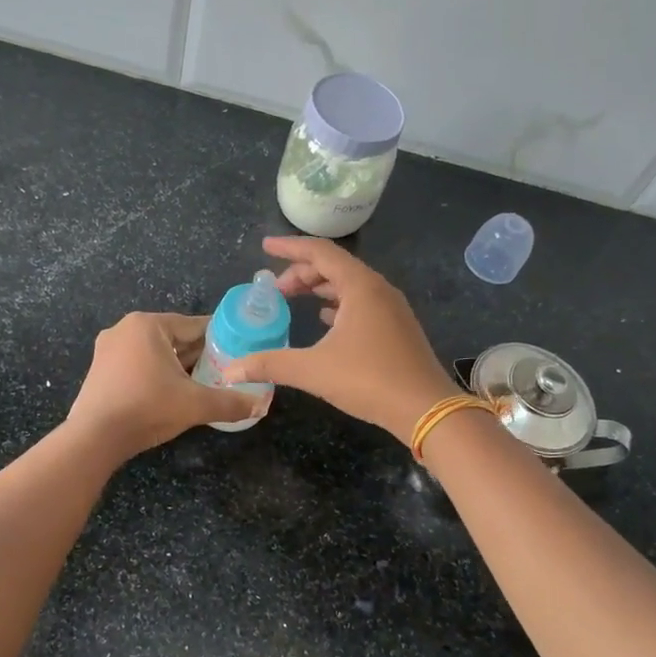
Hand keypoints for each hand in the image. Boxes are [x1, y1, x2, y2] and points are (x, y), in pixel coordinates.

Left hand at [66, 312, 263, 460]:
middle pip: (175, 338)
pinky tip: (172, 393)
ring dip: (178, 366)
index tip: (240, 353)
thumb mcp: (195, 405)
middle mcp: (125, 328)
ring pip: (156, 352)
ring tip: (203, 383)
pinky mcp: (100, 369)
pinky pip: (138, 364)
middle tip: (225, 372)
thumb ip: (231, 402)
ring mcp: (108, 348)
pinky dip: (156, 374)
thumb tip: (263, 405)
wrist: (94, 438)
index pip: (195, 325)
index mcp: (148, 324)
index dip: (221, 339)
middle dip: (199, 355)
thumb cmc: (147, 409)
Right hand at [226, 237, 459, 442]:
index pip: (319, 252)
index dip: (289, 248)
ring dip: (320, 288)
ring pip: (349, 285)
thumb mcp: (313, 370)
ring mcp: (392, 308)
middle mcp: (378, 289)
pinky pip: (362, 303)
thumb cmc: (369, 380)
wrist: (426, 409)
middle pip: (335, 267)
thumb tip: (230, 370)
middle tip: (275, 290)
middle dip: (301, 273)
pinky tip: (325, 319)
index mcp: (360, 286)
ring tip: (293, 300)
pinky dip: (338, 304)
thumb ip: (269, 364)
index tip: (264, 247)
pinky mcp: (397, 328)